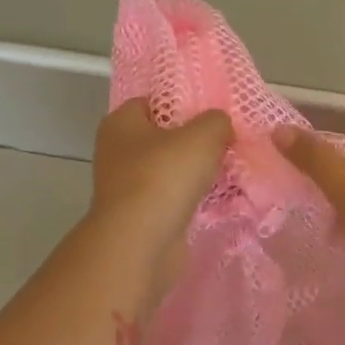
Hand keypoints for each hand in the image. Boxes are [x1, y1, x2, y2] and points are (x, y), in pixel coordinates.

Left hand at [90, 100, 232, 252]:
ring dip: (193, 173)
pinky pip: (171, 199)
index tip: (211, 114)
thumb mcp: (202, 136)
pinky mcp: (139, 216)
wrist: (141, 243)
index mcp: (120, 123)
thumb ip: (216, 122)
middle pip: (161, 138)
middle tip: (225, 142)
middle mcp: (117, 152)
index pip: (151, 102)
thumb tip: (220, 125)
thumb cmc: (164, 177)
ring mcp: (126, 187)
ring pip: (167, 171)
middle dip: (191, 141)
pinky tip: (216, 199)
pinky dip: (190, 199)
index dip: (180, 104)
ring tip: (227, 170)